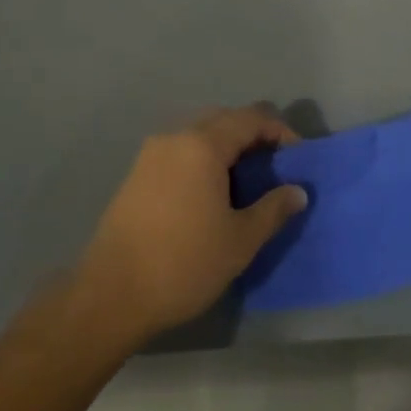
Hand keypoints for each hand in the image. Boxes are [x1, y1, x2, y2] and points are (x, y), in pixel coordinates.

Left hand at [76, 105, 307, 347]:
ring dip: (226, 147)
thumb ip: (273, 209)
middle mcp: (175, 137)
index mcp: (202, 145)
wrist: (113, 292)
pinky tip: (210, 193)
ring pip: (198, 134)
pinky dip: (202, 159)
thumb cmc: (184, 263)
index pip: (250, 118)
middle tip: (274, 166)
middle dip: (252, 136)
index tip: (297, 157)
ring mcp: (151, 154)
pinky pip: (179, 152)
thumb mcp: (240, 240)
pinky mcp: (136, 174)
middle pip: (223, 119)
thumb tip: (297, 191)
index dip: (279, 131)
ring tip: (245, 181)